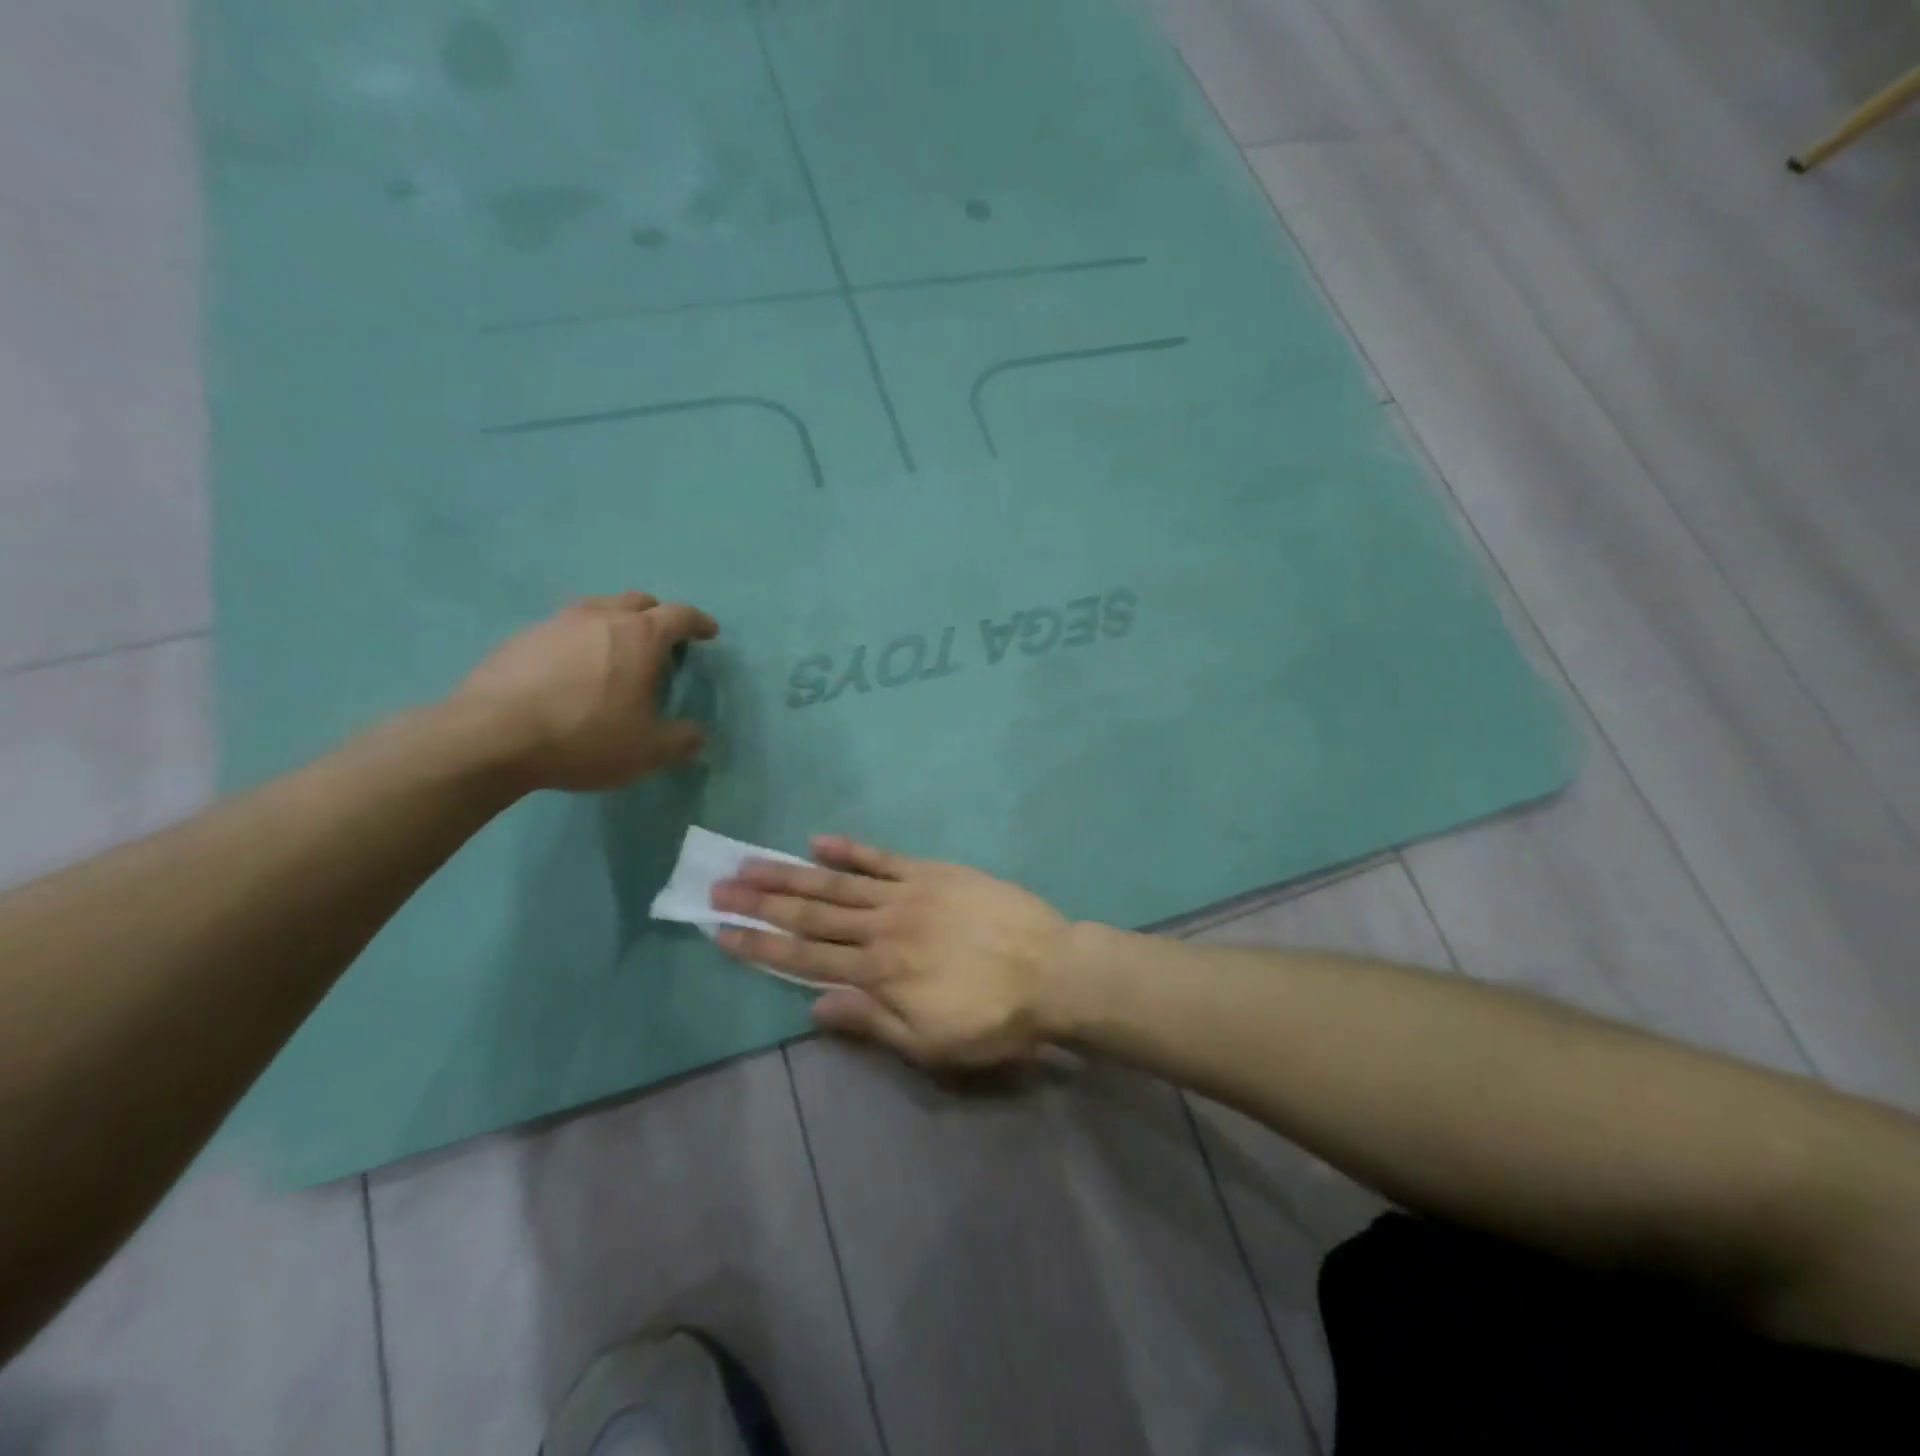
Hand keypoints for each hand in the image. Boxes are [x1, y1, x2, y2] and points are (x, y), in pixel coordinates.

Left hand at [452, 591, 718, 791]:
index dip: (699, 622)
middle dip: (657, 616)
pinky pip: (562, 629)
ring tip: (617, 653)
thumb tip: (697, 734)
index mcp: (640, 636)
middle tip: (663, 642)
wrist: (491, 737)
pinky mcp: (520, 639)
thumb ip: (683, 740)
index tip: (709, 632)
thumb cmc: (585, 736)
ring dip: (615, 623)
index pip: (680, 615)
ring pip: (597, 609)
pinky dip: (579, 641)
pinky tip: (572, 670)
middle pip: (637, 601)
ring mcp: (556, 623)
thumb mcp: (649, 750)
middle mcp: (600, 617)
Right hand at [711, 837, 1071, 1065]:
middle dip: (761, 904)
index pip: (805, 960)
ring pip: (838, 884)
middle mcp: (882, 930)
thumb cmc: (993, 1018)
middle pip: (811, 915)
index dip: (759, 946)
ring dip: (791, 874)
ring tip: (751, 862)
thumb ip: (870, 1021)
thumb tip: (814, 1007)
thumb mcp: (930, 1043)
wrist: (1052, 971)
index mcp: (878, 975)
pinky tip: (819, 842)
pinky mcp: (933, 873)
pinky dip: (850, 850)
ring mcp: (907, 895)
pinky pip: (884, 859)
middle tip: (718, 887)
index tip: (721, 932)